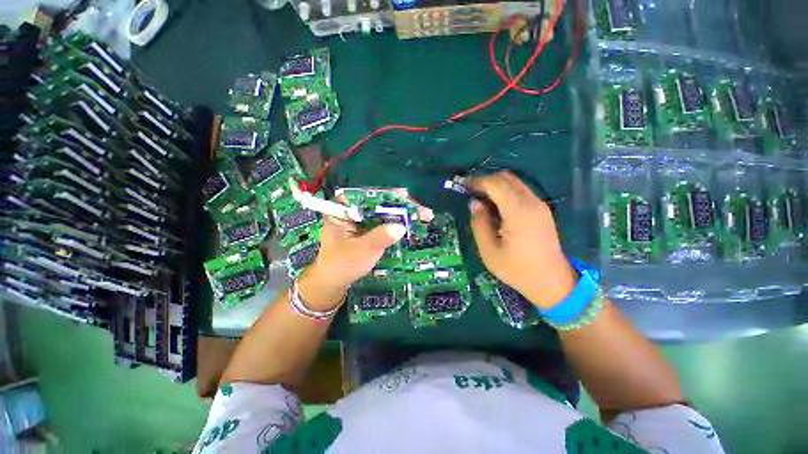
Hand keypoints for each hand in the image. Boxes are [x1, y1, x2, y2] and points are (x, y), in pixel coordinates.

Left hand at [300, 189, 430, 310]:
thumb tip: (401, 227)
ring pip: (384, 210)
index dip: (389, 195)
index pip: (368, 195)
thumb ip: (379, 238)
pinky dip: (398, 221)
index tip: (406, 197)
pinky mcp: (367, 226)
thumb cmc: (342, 265)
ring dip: (403, 213)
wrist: (334, 280)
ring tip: (423, 215)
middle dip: (401, 205)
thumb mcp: (361, 251)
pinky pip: (385, 220)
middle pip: (379, 200)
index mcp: (343, 208)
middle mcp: (352, 208)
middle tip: (422, 210)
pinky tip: (412, 223)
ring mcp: (360, 217)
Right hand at [468, 172, 576, 308]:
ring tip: (480, 197)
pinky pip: (521, 190)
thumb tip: (474, 203)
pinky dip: (506, 191)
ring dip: (496, 184)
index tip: (463, 185)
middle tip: (470, 191)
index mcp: (518, 212)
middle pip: (506, 178)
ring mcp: (539, 205)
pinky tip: (496, 205)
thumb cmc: (517, 269)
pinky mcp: (542, 210)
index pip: (496, 184)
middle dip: (486, 180)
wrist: (552, 282)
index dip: (477, 181)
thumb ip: (479, 223)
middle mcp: (531, 203)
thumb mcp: (489, 251)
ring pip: (515, 182)